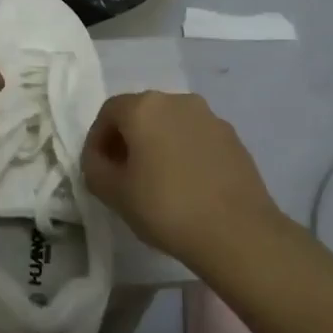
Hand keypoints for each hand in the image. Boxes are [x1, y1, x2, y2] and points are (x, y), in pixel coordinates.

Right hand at [81, 91, 280, 263]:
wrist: (238, 232)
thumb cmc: (166, 207)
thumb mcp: (113, 193)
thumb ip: (94, 168)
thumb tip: (99, 159)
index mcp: (144, 107)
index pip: (109, 112)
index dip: (97, 140)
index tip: (98, 169)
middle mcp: (177, 101)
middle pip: (141, 113)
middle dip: (127, 140)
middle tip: (123, 175)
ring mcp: (210, 117)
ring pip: (171, 125)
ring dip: (157, 145)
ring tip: (157, 182)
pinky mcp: (233, 138)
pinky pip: (196, 138)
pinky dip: (184, 153)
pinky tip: (187, 186)